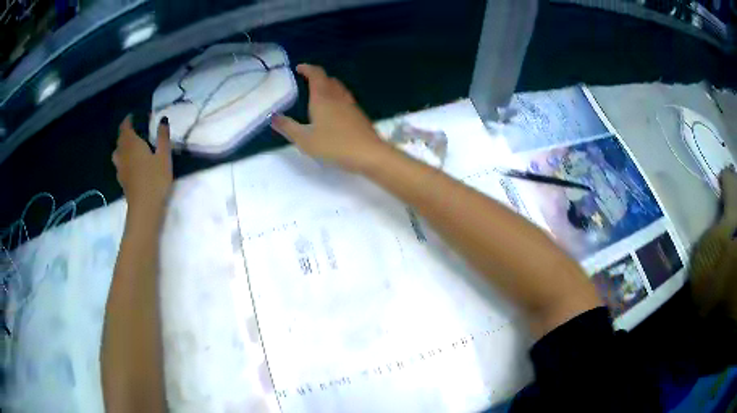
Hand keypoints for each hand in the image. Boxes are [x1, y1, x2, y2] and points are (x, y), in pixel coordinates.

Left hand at [113, 115, 172, 213]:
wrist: (144, 207)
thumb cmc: (155, 179)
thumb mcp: (164, 156)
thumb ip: (162, 137)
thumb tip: (162, 119)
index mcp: (132, 144)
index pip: (125, 127)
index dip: (128, 120)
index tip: (135, 116)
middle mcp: (123, 153)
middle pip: (120, 139)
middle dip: (125, 132)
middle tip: (135, 129)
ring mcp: (120, 168)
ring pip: (117, 152)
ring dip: (122, 146)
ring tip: (131, 146)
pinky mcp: (121, 180)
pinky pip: (119, 163)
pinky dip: (123, 159)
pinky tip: (130, 163)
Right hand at [270, 64, 390, 171]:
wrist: (369, 154)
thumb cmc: (334, 145)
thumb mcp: (305, 140)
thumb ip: (288, 127)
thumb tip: (273, 116)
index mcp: (322, 97)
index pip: (316, 74)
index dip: (307, 68)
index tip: (299, 68)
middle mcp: (338, 96)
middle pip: (328, 79)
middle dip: (317, 76)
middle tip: (306, 81)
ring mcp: (351, 104)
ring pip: (338, 87)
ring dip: (328, 85)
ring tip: (318, 93)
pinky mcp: (359, 114)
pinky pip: (345, 98)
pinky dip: (336, 96)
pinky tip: (333, 109)